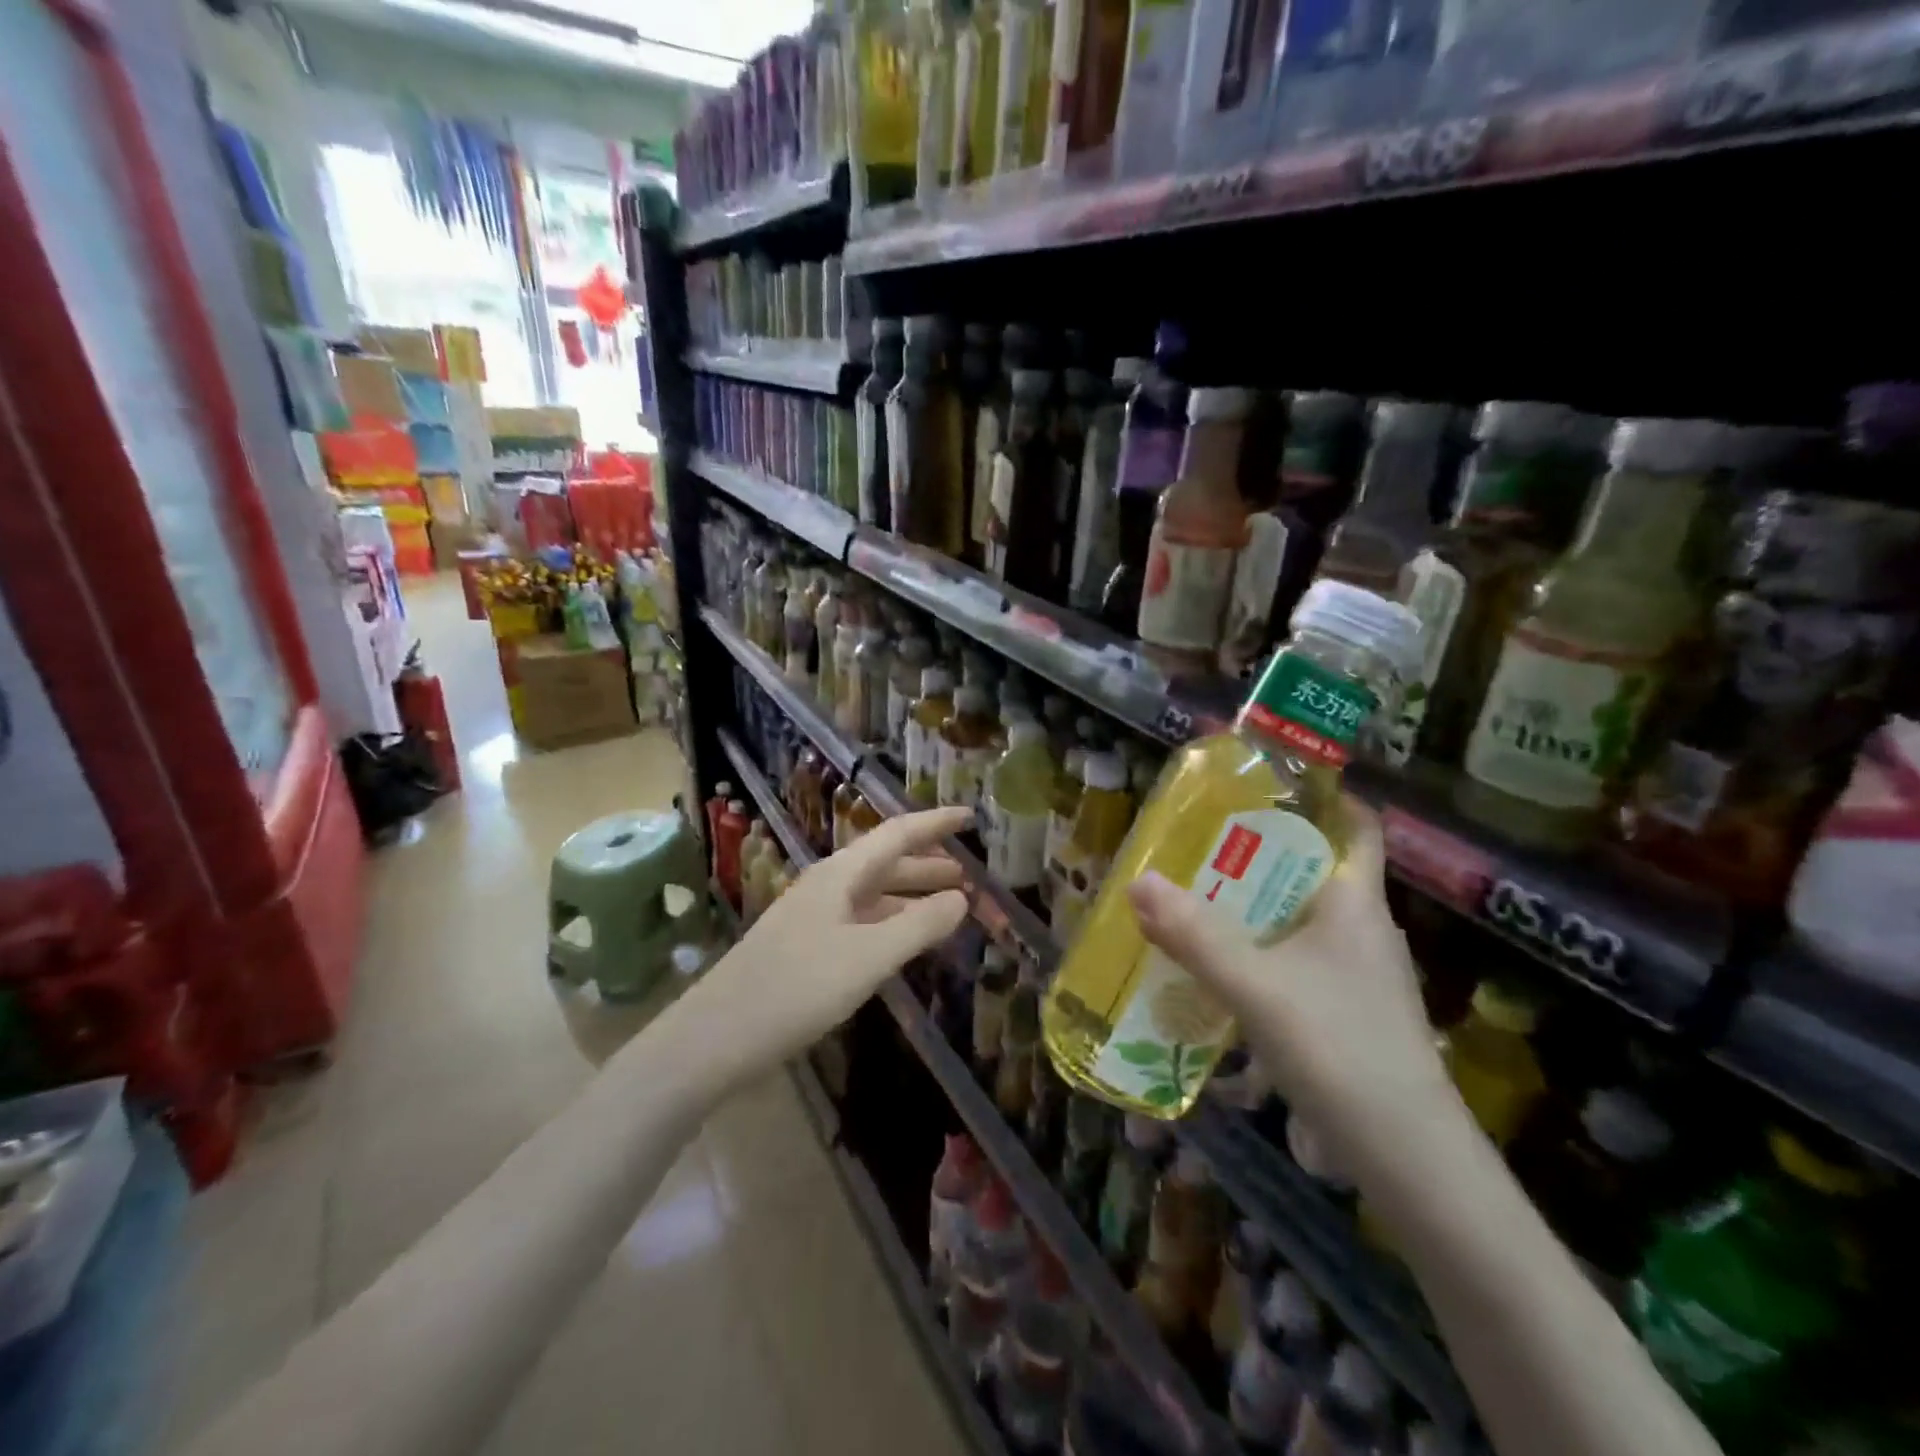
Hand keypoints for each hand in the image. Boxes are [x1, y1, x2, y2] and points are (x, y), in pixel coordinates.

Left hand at [686, 808, 972, 1078]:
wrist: (717, 1036)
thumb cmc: (798, 988)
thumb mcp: (869, 957)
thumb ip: (919, 925)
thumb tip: (962, 899)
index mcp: (841, 874)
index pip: (897, 834)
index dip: (936, 823)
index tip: (971, 817)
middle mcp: (828, 886)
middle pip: (887, 862)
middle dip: (929, 864)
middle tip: (970, 874)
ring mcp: (815, 916)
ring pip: (874, 894)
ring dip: (912, 895)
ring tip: (950, 906)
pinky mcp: (807, 947)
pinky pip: (862, 921)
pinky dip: (892, 923)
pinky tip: (905, 942)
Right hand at [1127, 797, 1453, 1170]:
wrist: (1409, 1159)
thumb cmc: (1340, 1048)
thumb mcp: (1256, 986)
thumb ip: (1195, 935)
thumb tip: (1137, 881)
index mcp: (1356, 901)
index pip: (1355, 824)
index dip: (1320, 795)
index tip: (1262, 784)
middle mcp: (1363, 929)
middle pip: (1311, 870)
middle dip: (1256, 854)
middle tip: (1196, 844)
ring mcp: (1358, 975)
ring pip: (1299, 921)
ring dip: (1251, 909)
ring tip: (1193, 901)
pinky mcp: (1347, 1013)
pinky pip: (1295, 962)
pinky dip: (1258, 955)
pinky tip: (1219, 972)